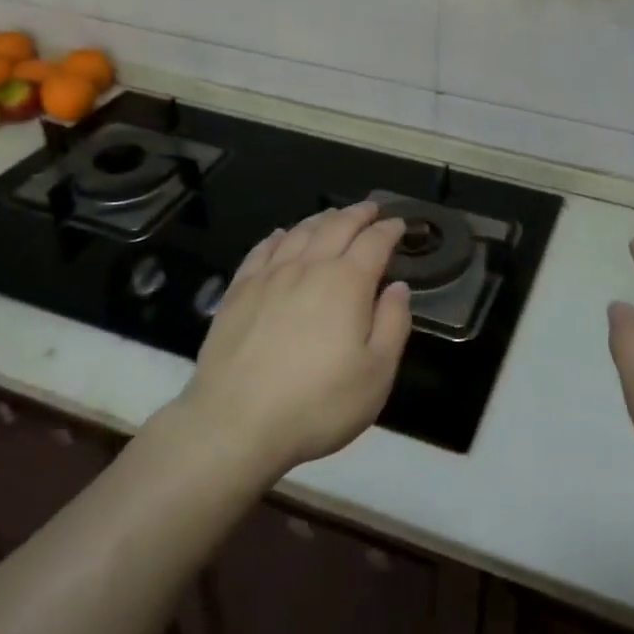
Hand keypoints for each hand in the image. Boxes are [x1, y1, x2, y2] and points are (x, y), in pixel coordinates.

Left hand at [181, 202, 411, 477]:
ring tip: (332, 216)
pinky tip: (280, 236)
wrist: (235, 424)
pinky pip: (261, 250)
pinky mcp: (238, 291)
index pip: (374, 242)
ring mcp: (269, 277)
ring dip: (321, 219)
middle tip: (370, 209)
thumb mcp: (376, 374)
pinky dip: (278, 237)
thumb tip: (398, 287)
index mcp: (347, 283)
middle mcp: (309, 267)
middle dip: (357, 214)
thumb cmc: (317, 404)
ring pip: (299, 232)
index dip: (389, 230)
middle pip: (336, 227)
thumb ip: (393, 324)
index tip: (398, 224)